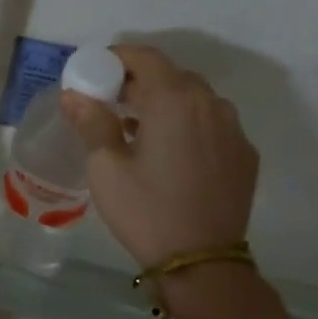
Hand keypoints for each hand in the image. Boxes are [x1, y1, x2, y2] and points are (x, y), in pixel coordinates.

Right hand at [60, 45, 258, 273]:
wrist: (202, 261)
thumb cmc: (145, 209)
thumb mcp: (106, 166)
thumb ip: (92, 122)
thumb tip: (74, 95)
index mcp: (174, 100)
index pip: (146, 57)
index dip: (117, 57)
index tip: (94, 71)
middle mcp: (211, 104)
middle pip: (172, 76)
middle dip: (139, 82)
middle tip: (110, 102)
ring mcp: (233, 130)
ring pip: (195, 100)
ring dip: (165, 104)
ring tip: (137, 129)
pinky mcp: (243, 155)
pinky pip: (211, 125)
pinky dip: (187, 126)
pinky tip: (168, 154)